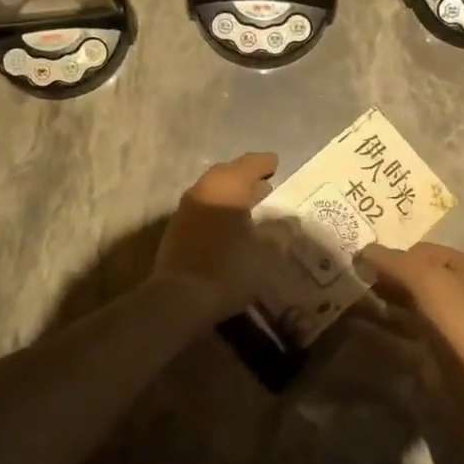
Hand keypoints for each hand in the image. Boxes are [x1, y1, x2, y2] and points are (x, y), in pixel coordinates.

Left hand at [153, 152, 277, 289]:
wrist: (179, 299)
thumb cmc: (229, 269)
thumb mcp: (266, 253)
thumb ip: (279, 233)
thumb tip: (287, 221)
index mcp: (227, 187)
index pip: (248, 164)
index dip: (264, 163)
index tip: (276, 164)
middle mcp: (203, 190)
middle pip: (227, 174)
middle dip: (246, 178)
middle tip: (265, 186)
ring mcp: (185, 210)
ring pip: (213, 192)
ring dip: (231, 196)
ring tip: (250, 208)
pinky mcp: (176, 231)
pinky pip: (203, 209)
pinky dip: (219, 211)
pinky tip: (230, 228)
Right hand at [357, 243, 463, 385]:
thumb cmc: (462, 323)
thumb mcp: (429, 281)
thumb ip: (395, 263)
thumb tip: (362, 251)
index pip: (424, 252)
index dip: (396, 255)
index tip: (365, 263)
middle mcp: (459, 295)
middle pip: (416, 279)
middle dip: (386, 278)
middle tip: (352, 280)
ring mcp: (448, 328)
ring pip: (408, 307)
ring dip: (382, 303)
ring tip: (348, 301)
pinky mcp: (437, 356)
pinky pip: (405, 335)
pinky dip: (383, 330)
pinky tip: (359, 327)